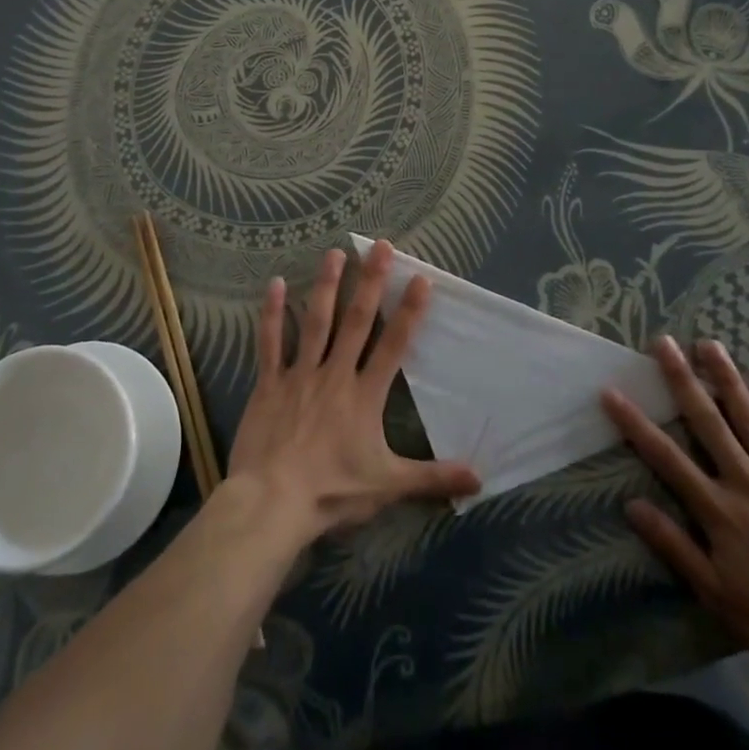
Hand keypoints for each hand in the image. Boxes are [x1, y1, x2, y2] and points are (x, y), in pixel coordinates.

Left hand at [227, 241, 479, 545]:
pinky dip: (272, 313)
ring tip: (335, 252)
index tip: (420, 278)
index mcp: (365, 395)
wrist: (272, 503)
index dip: (409, 312)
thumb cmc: (332, 493)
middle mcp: (335, 374)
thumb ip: (432, 477)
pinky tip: (274, 283)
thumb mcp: (388, 486)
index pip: (394, 345)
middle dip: (371, 282)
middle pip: (356, 321)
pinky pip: (270, 343)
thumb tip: (479, 478)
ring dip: (326, 286)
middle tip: (380, 246)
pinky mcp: (269, 383)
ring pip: (316, 321)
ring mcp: (300, 375)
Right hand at [602, 336, 748, 687]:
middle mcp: (747, 482)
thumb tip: (632, 505)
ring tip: (709, 344)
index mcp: (719, 510)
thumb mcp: (716, 595)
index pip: (666, 457)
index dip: (635, 423)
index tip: (611, 392)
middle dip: (682, 379)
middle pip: (708, 422)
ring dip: (727, 378)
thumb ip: (674, 546)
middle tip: (663, 343)